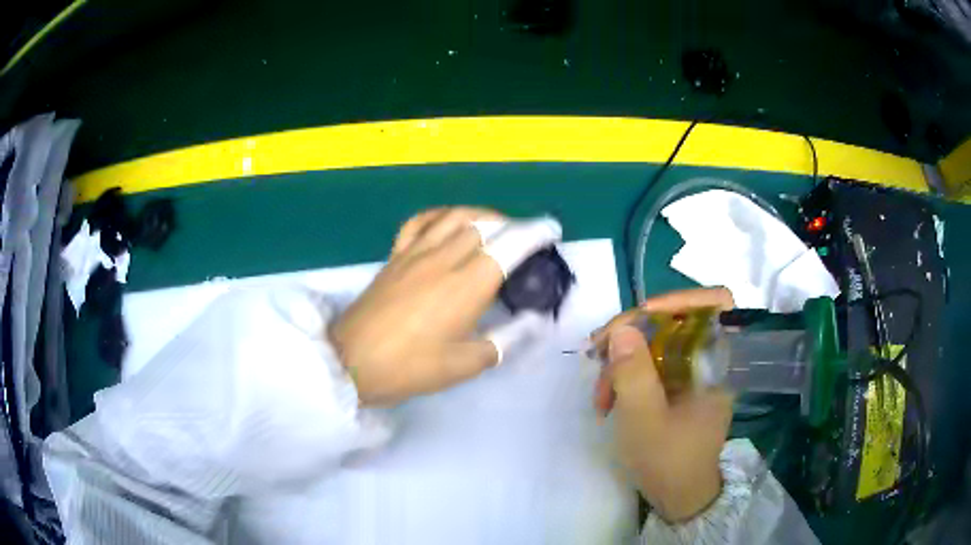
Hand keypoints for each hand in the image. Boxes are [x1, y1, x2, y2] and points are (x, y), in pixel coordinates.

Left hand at [330, 207, 559, 405]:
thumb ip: (507, 339)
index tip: (552, 229)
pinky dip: (440, 215)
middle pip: (485, 225)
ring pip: (454, 216)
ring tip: (495, 227)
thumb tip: (537, 321)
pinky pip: (420, 222)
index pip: (510, 245)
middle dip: (512, 225)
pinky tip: (448, 223)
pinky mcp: (395, 256)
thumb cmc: (411, 368)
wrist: (352, 362)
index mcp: (466, 286)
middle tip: (525, 240)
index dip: (536, 232)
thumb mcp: (465, 364)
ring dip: (481, 215)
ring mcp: (415, 253)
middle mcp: (444, 259)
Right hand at [593, 288, 734, 522]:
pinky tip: (607, 399)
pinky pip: (651, 364)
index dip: (681, 297)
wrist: (678, 497)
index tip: (640, 315)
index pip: (716, 304)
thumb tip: (621, 328)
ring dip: (622, 361)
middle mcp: (708, 360)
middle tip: (597, 354)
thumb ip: (633, 373)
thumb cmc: (669, 461)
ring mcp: (691, 373)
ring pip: (657, 343)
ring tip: (600, 396)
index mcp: (717, 362)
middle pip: (675, 320)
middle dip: (632, 335)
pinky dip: (626, 375)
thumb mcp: (644, 420)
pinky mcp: (677, 386)